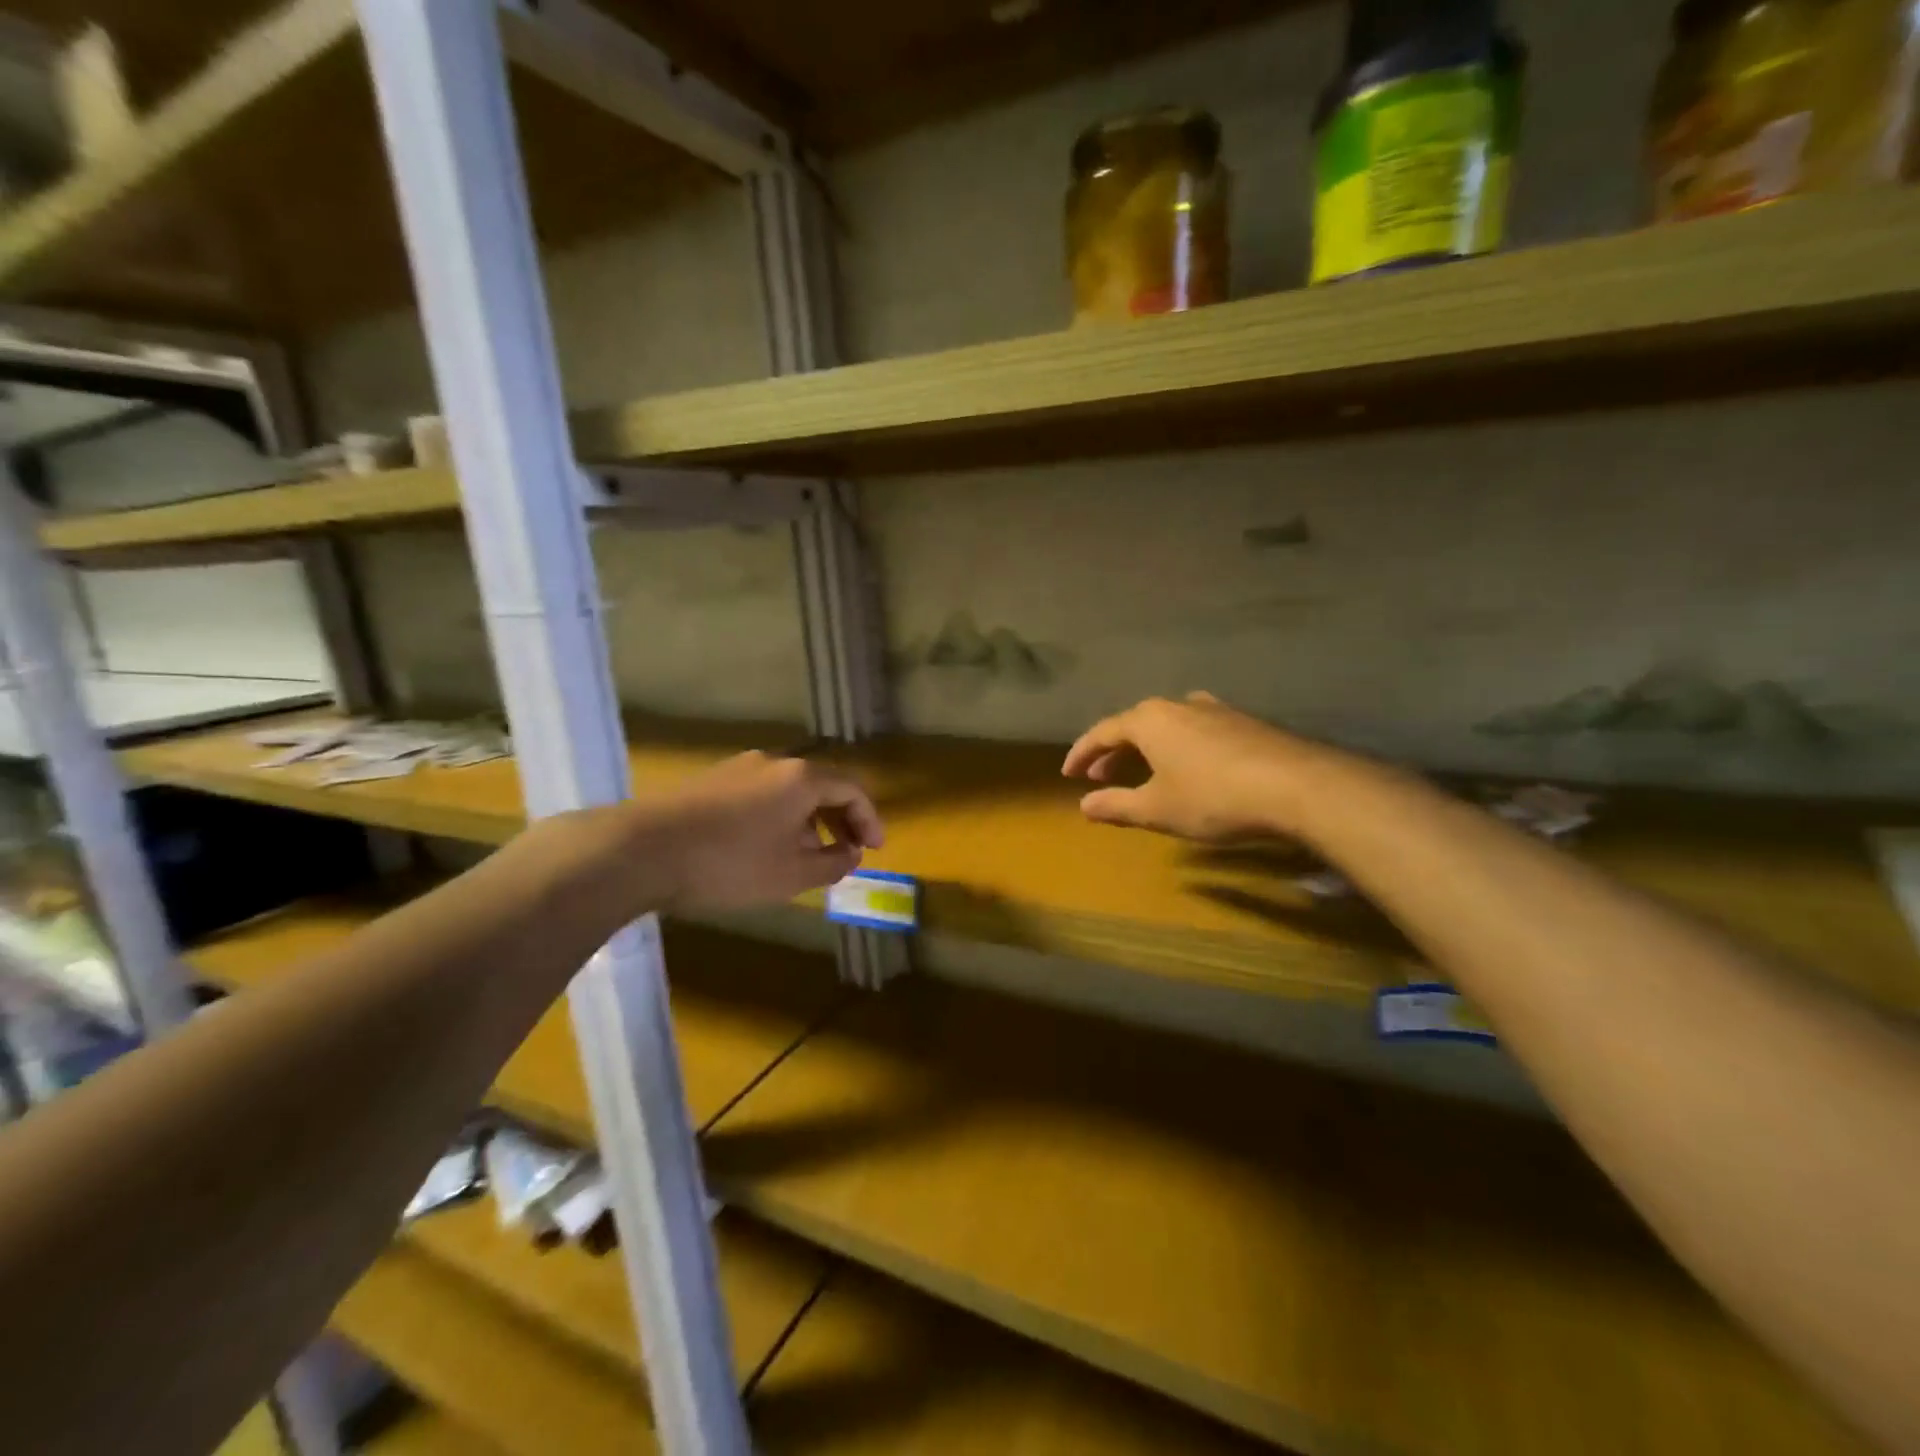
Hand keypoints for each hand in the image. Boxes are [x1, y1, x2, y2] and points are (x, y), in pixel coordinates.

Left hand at [554, 751, 883, 918]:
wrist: (642, 850)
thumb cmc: (730, 863)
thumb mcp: (792, 874)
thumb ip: (833, 863)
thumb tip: (851, 853)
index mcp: (801, 778)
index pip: (852, 789)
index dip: (870, 819)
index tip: (875, 849)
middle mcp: (773, 762)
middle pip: (821, 786)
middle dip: (840, 820)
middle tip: (848, 852)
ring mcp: (738, 769)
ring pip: (789, 791)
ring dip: (809, 820)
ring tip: (808, 855)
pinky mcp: (711, 781)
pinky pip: (761, 795)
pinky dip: (779, 817)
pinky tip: (766, 847)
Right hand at [1062, 693, 1323, 841]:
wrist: (1298, 786)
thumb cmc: (1214, 798)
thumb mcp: (1157, 809)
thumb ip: (1117, 806)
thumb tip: (1083, 806)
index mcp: (1149, 720)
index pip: (1102, 732)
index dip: (1082, 754)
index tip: (1068, 774)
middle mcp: (1178, 705)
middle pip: (1134, 725)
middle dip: (1113, 752)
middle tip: (1099, 777)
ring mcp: (1214, 710)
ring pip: (1167, 725)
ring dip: (1146, 748)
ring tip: (1141, 771)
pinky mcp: (1244, 722)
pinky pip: (1195, 729)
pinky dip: (1178, 746)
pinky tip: (1189, 765)